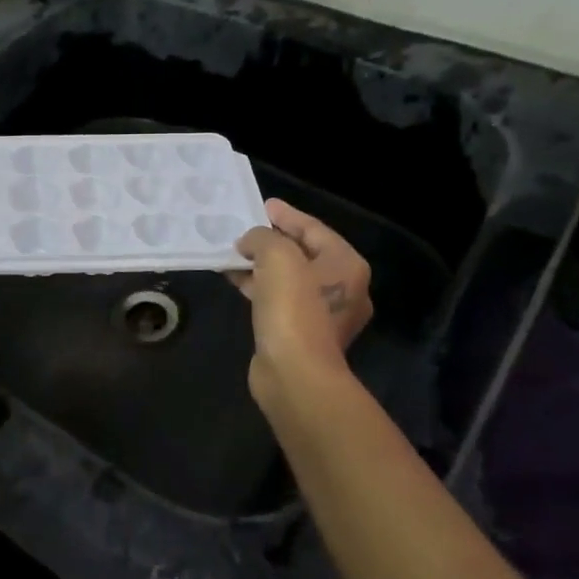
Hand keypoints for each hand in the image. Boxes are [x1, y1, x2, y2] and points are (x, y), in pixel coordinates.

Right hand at [232, 199, 372, 408]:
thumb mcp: (277, 256)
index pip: (314, 229)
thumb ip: (262, 237)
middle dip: (272, 240)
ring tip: (232, 253)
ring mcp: (322, 315)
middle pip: (303, 253)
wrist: (295, 374)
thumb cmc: (293, 308)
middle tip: (245, 229)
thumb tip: (250, 243)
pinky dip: (258, 287)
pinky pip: (278, 299)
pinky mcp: (300, 334)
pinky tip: (234, 280)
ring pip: (287, 278)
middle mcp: (341, 288)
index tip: (262, 205)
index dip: (286, 215)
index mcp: (346, 265)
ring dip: (260, 265)